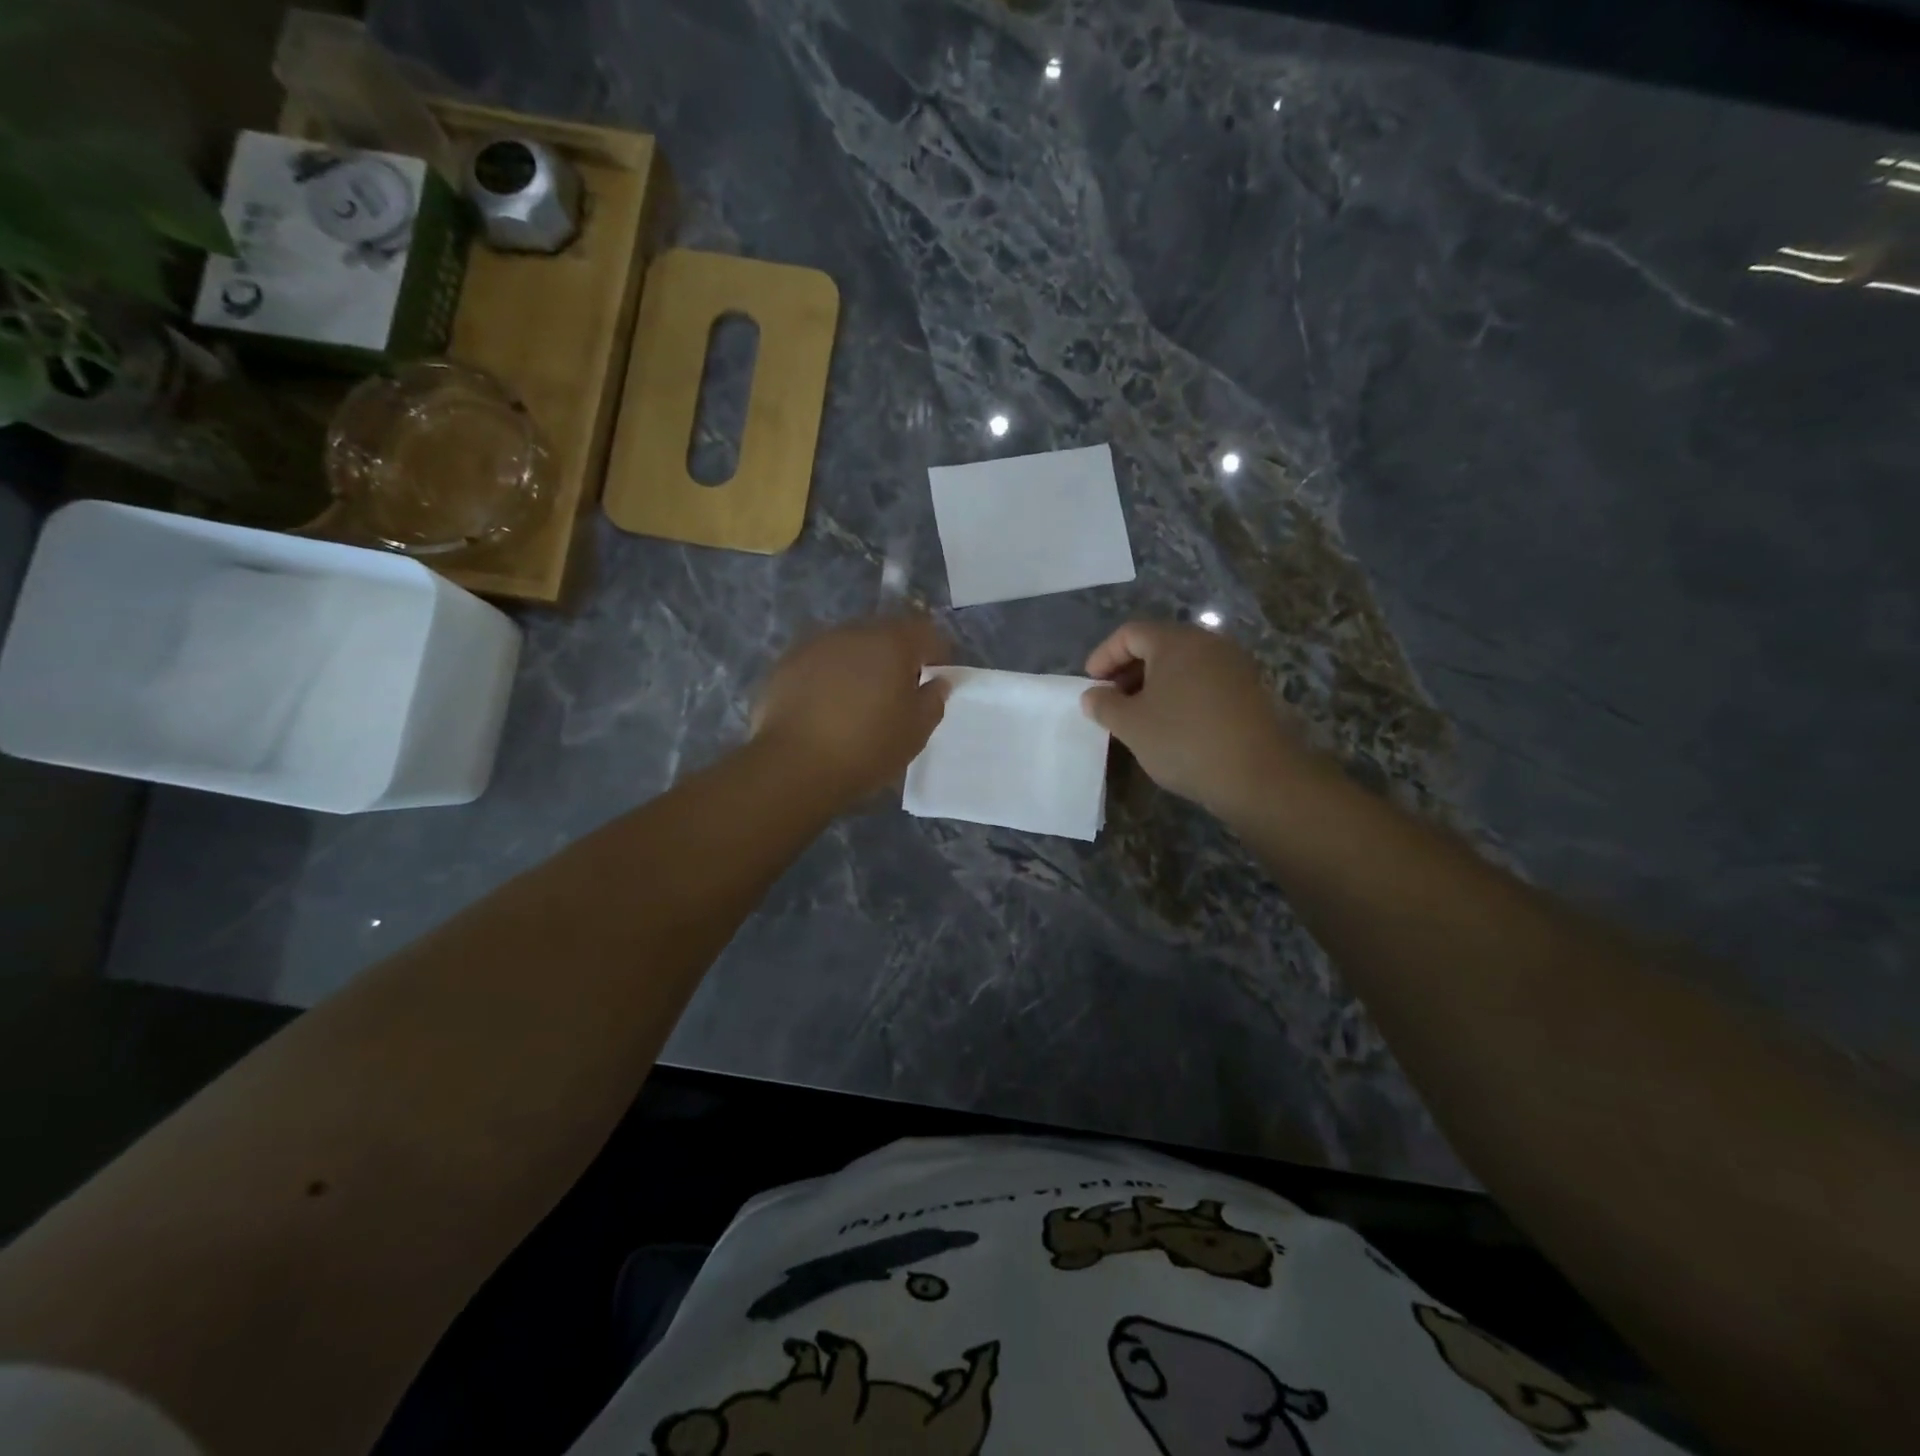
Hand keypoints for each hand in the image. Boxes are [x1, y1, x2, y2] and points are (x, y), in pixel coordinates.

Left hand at [752, 615, 951, 806]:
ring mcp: (815, 645)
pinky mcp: (786, 664)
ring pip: (849, 646)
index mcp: (891, 642)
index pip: (925, 632)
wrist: (794, 766)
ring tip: (860, 699)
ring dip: (860, 664)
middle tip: (899, 689)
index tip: (937, 675)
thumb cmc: (867, 748)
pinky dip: (829, 676)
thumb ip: (933, 700)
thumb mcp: (916, 731)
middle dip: (896, 655)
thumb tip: (937, 681)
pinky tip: (827, 706)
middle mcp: (853, 632)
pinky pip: (819, 662)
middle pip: (885, 633)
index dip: (937, 652)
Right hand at [1081, 621, 1313, 816]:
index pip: (1130, 633)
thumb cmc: (1184, 741)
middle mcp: (1209, 643)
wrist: (1258, 775)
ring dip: (1154, 684)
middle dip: (1128, 670)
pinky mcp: (1250, 690)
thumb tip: (1093, 695)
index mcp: (1177, 642)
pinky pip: (1204, 681)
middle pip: (1159, 644)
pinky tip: (1173, 724)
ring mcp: (1234, 665)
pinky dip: (1181, 694)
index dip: (1104, 655)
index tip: (1091, 684)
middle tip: (1111, 700)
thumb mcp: (1131, 725)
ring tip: (1139, 715)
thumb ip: (1104, 705)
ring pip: (1183, 664)